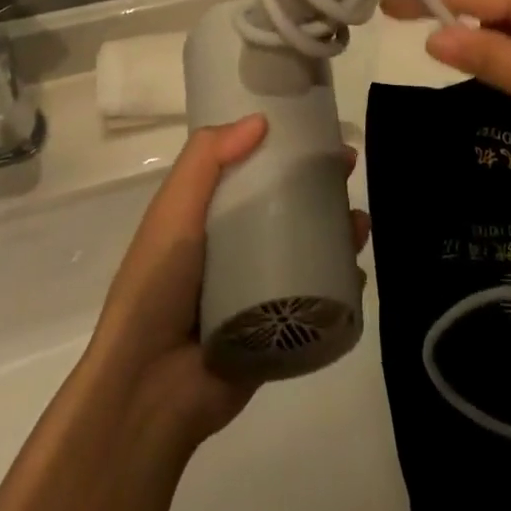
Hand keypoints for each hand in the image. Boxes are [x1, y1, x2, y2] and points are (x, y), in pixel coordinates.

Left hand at [86, 116, 369, 449]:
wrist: (150, 389)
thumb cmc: (157, 288)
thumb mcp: (173, 211)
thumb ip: (206, 159)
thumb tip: (260, 120)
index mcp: (206, 218)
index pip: (251, 171)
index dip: (284, 148)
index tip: (316, 133)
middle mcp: (233, 249)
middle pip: (286, 206)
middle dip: (320, 187)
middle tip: (348, 173)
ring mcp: (257, 291)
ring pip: (308, 249)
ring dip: (338, 231)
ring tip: (359, 226)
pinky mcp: (278, 330)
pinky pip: (315, 298)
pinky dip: (339, 281)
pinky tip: (356, 271)